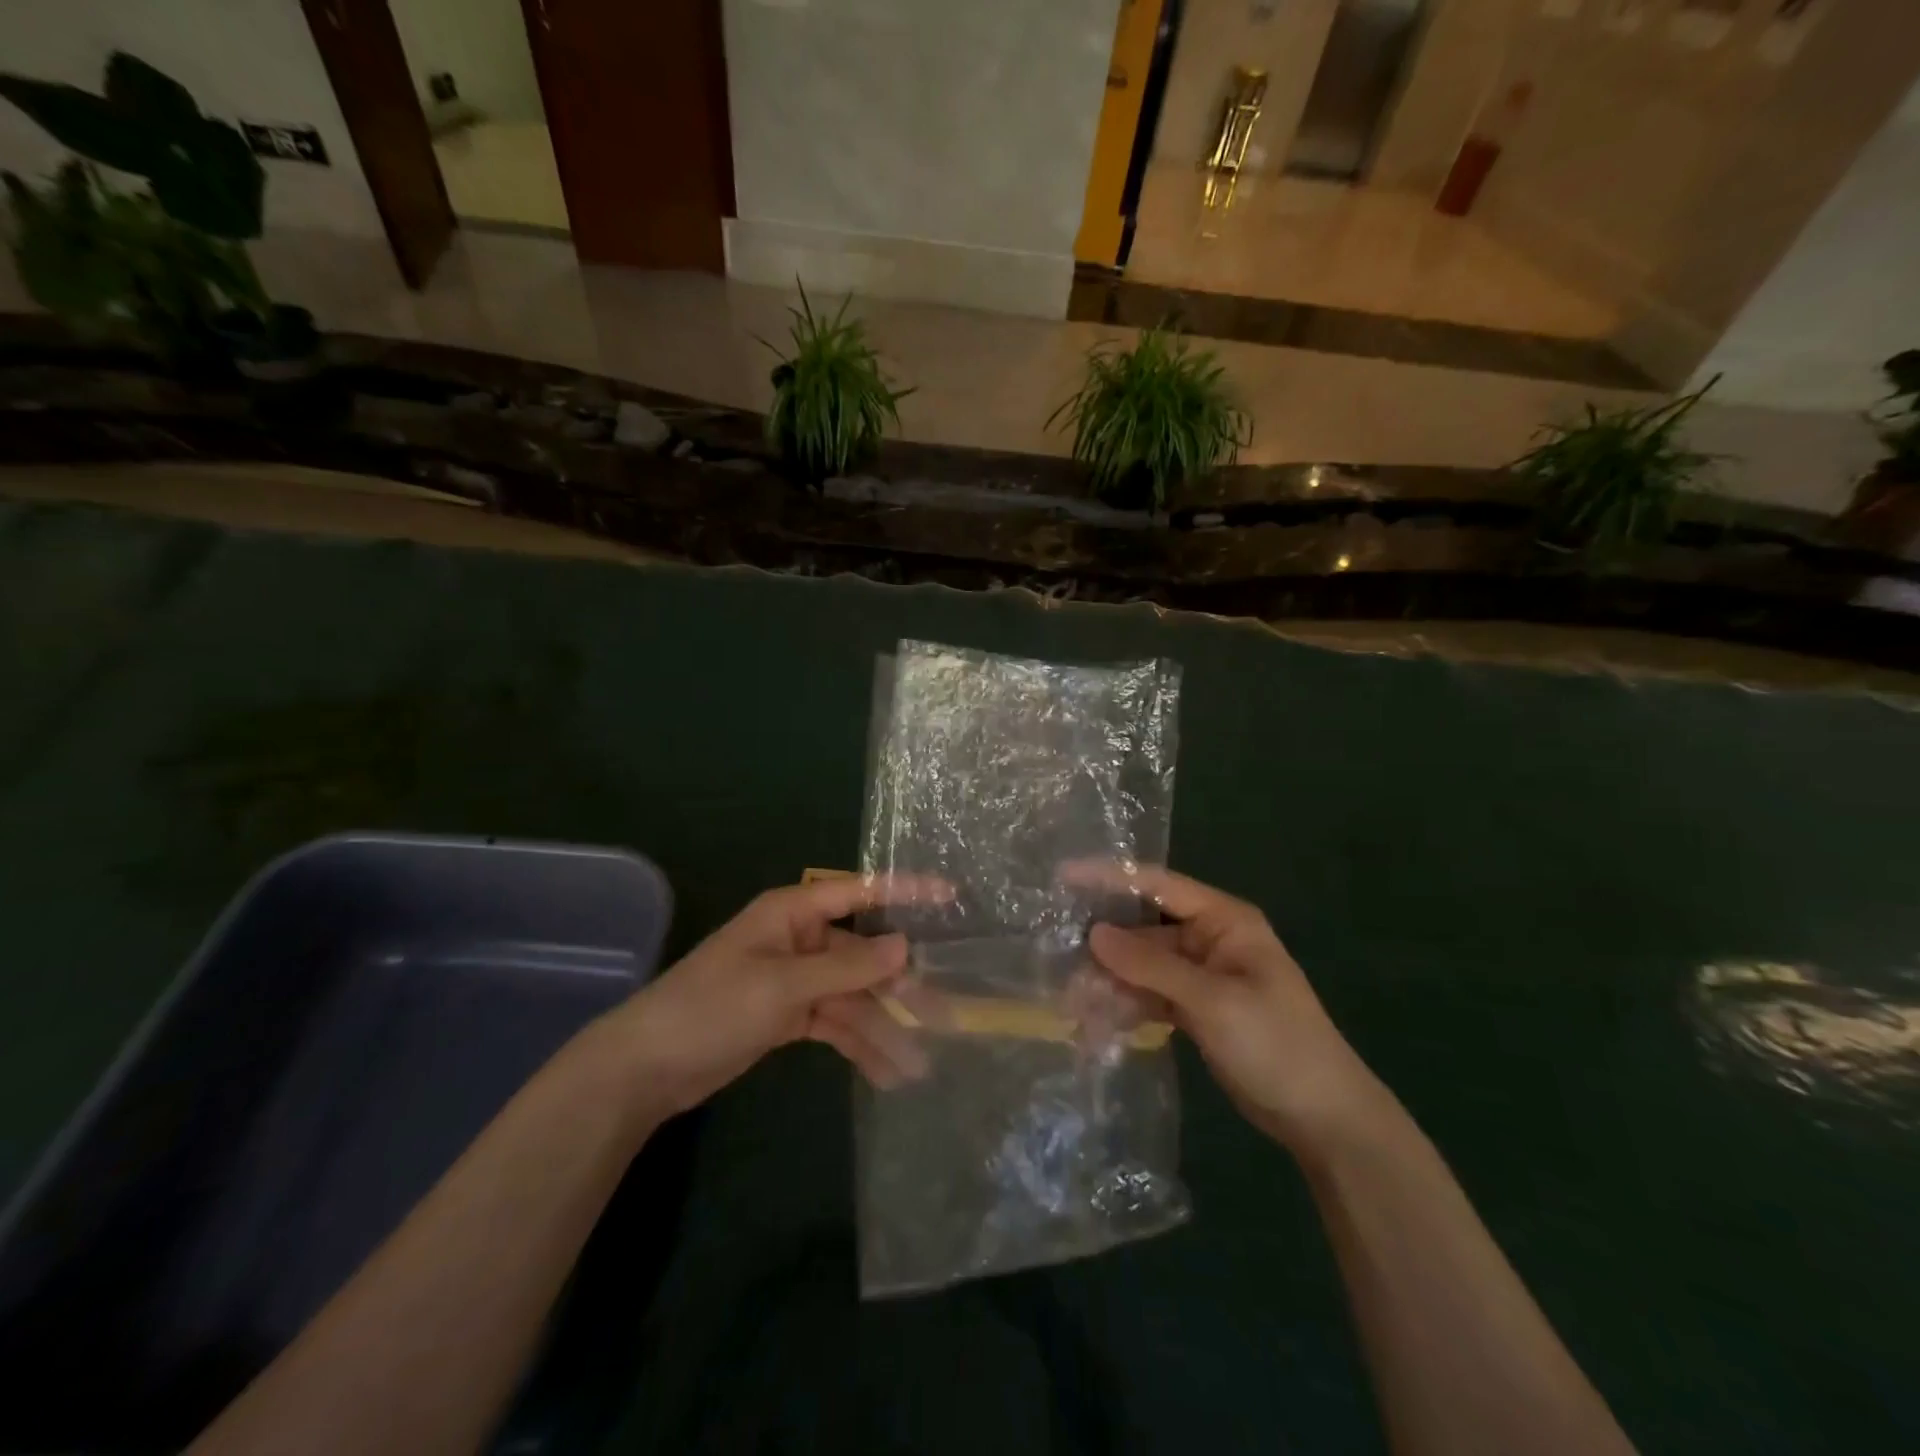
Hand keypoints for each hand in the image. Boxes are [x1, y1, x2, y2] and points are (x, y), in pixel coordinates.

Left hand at [605, 875, 947, 1118]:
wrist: (646, 1068)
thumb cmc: (711, 1008)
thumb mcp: (781, 986)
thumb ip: (846, 968)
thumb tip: (905, 947)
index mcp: (793, 913)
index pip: (859, 893)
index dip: (905, 891)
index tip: (950, 896)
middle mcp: (801, 940)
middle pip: (863, 955)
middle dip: (900, 986)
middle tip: (944, 1014)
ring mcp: (796, 980)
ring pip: (853, 997)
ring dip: (882, 1028)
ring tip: (919, 1064)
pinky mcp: (790, 1017)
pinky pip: (836, 1024)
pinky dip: (859, 1045)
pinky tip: (887, 1072)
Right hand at [1078, 865, 1388, 1159]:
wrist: (1323, 1117)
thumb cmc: (1276, 1044)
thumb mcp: (1212, 1000)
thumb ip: (1150, 966)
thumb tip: (1093, 934)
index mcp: (1224, 920)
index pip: (1158, 885)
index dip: (1110, 877)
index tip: (1064, 875)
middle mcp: (1209, 939)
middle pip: (1144, 931)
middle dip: (1104, 948)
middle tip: (1060, 965)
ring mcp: (1201, 975)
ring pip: (1142, 967)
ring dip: (1110, 983)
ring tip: (1073, 1006)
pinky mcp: (1196, 1008)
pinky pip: (1150, 996)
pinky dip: (1127, 1007)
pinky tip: (1098, 1024)